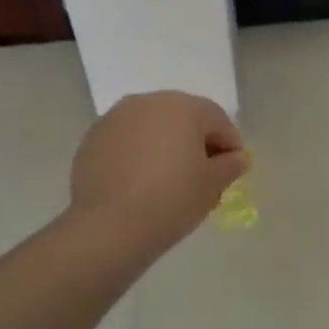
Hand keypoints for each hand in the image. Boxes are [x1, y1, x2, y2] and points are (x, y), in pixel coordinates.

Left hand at [69, 91, 248, 248]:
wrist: (110, 226)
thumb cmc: (172, 199)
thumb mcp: (212, 185)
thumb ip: (230, 166)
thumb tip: (236, 158)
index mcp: (182, 106)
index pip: (217, 119)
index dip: (230, 144)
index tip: (232, 170)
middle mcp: (147, 102)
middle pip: (183, 118)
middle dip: (196, 143)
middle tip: (203, 177)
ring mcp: (115, 118)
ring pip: (152, 128)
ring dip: (165, 147)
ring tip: (170, 181)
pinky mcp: (92, 139)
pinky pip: (126, 142)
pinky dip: (138, 155)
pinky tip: (140, 184)